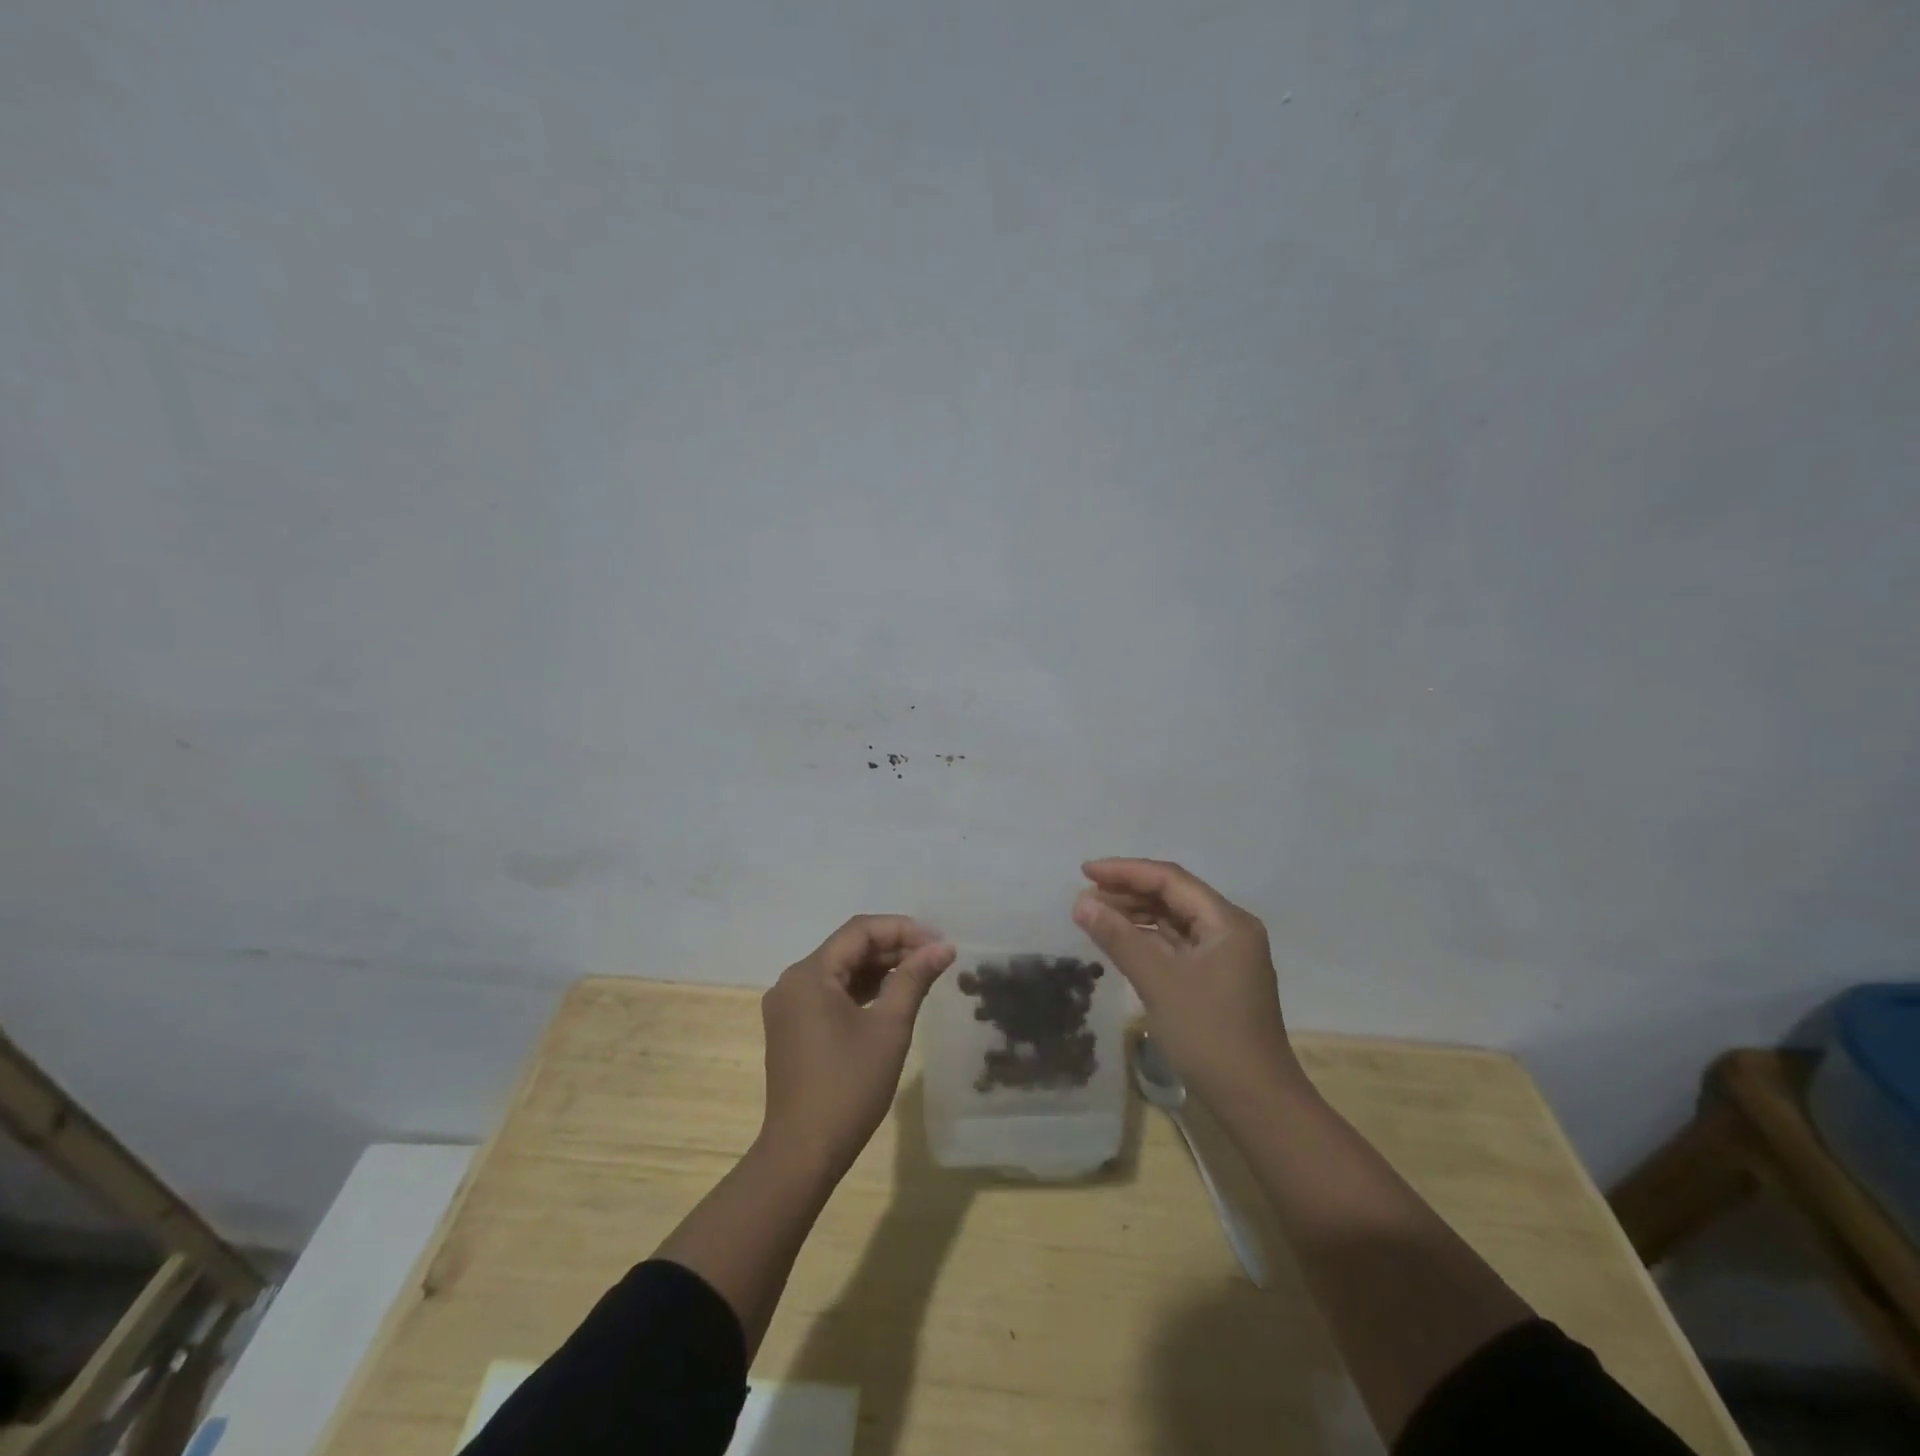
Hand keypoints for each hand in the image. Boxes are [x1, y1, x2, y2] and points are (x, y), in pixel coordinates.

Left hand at [759, 915, 954, 1179]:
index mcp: (809, 974)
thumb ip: (914, 979)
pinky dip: (862, 990)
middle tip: (936, 957)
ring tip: (922, 973)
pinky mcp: (792, 1028)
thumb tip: (943, 947)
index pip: (860, 931)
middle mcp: (793, 981)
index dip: (903, 929)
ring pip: (840, 970)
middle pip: (849, 947)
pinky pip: (831, 993)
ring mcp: (789, 1006)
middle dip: (894, 947)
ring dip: (880, 968)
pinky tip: (892, 996)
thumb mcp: (889, 1027)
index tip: (939, 942)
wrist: (803, 1153)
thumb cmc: (849, 1086)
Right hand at [1073, 858, 1301, 1106]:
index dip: (1125, 871)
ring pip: (1174, 921)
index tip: (1085, 871)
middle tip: (1085, 896)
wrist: (1256, 1102)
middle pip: (1173, 896)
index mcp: (1226, 921)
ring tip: (1096, 915)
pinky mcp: (1217, 978)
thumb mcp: (1158, 982)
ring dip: (1136, 915)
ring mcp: (1226, 955)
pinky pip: (1177, 944)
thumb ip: (1118, 937)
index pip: (1170, 880)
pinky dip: (1148, 939)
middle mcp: (1230, 929)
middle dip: (1128, 892)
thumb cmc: (1209, 1035)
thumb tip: (1081, 902)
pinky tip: (1121, 942)